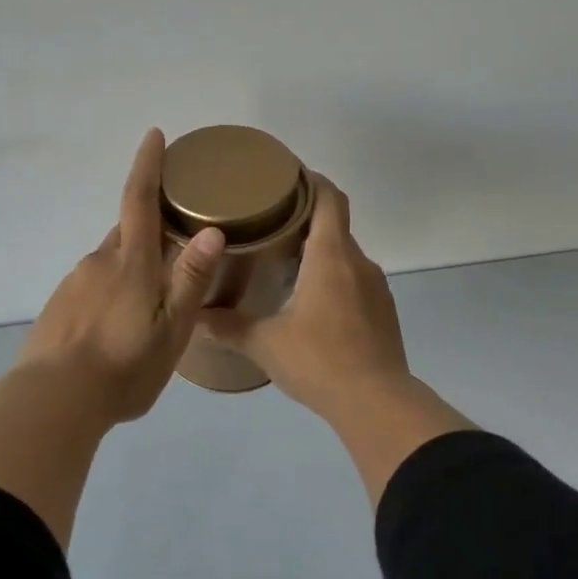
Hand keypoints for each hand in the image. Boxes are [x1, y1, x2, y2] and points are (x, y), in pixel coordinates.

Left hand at [16, 129, 225, 424]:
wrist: (53, 401)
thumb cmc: (124, 367)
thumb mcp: (171, 330)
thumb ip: (190, 280)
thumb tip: (211, 231)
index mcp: (130, 263)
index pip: (139, 200)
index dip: (147, 166)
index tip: (154, 136)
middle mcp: (98, 262)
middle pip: (126, 231)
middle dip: (149, 228)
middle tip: (175, 244)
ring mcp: (74, 284)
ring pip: (110, 262)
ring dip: (131, 269)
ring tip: (149, 304)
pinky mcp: (58, 306)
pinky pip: (91, 286)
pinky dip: (110, 293)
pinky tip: (117, 326)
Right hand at [199, 174, 410, 419]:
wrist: (376, 402)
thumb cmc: (319, 361)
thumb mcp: (265, 343)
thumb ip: (229, 326)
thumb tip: (194, 316)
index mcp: (331, 257)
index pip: (329, 198)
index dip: (311, 180)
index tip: (287, 176)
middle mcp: (359, 263)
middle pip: (336, 225)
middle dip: (306, 218)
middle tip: (270, 224)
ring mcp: (376, 288)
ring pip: (346, 256)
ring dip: (320, 252)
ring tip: (286, 263)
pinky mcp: (383, 312)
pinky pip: (356, 282)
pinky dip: (334, 279)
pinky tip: (312, 303)